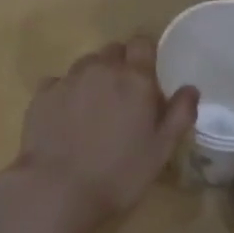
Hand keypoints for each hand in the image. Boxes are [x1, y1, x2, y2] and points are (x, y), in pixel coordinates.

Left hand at [6, 35, 197, 232]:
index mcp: (134, 78)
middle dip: (120, 65)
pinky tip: (65, 118)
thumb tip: (191, 88)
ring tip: (93, 109)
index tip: (148, 75)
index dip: (145, 54)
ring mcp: (69, 79)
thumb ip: (179, 114)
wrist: (57, 189)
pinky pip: (59, 82)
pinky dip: (65, 92)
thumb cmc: (118, 173)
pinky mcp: (42, 94)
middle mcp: (102, 69)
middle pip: (113, 50)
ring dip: (93, 77)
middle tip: (123, 97)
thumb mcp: (160, 150)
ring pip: (86, 64)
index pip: (142, 43)